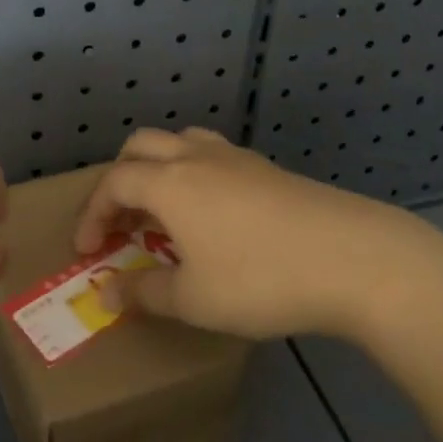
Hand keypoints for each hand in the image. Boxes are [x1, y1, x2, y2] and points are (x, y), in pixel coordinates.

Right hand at [73, 128, 442, 341]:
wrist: (353, 258)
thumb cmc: (260, 280)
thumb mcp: (194, 299)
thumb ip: (144, 293)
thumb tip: (107, 293)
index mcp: (170, 182)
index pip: (114, 182)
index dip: (92, 213)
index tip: (88, 251)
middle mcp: (197, 158)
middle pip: (142, 146)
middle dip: (121, 180)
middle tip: (122, 223)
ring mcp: (237, 158)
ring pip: (181, 142)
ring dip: (159, 169)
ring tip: (164, 212)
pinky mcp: (268, 169)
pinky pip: (214, 156)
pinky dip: (194, 175)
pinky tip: (213, 217)